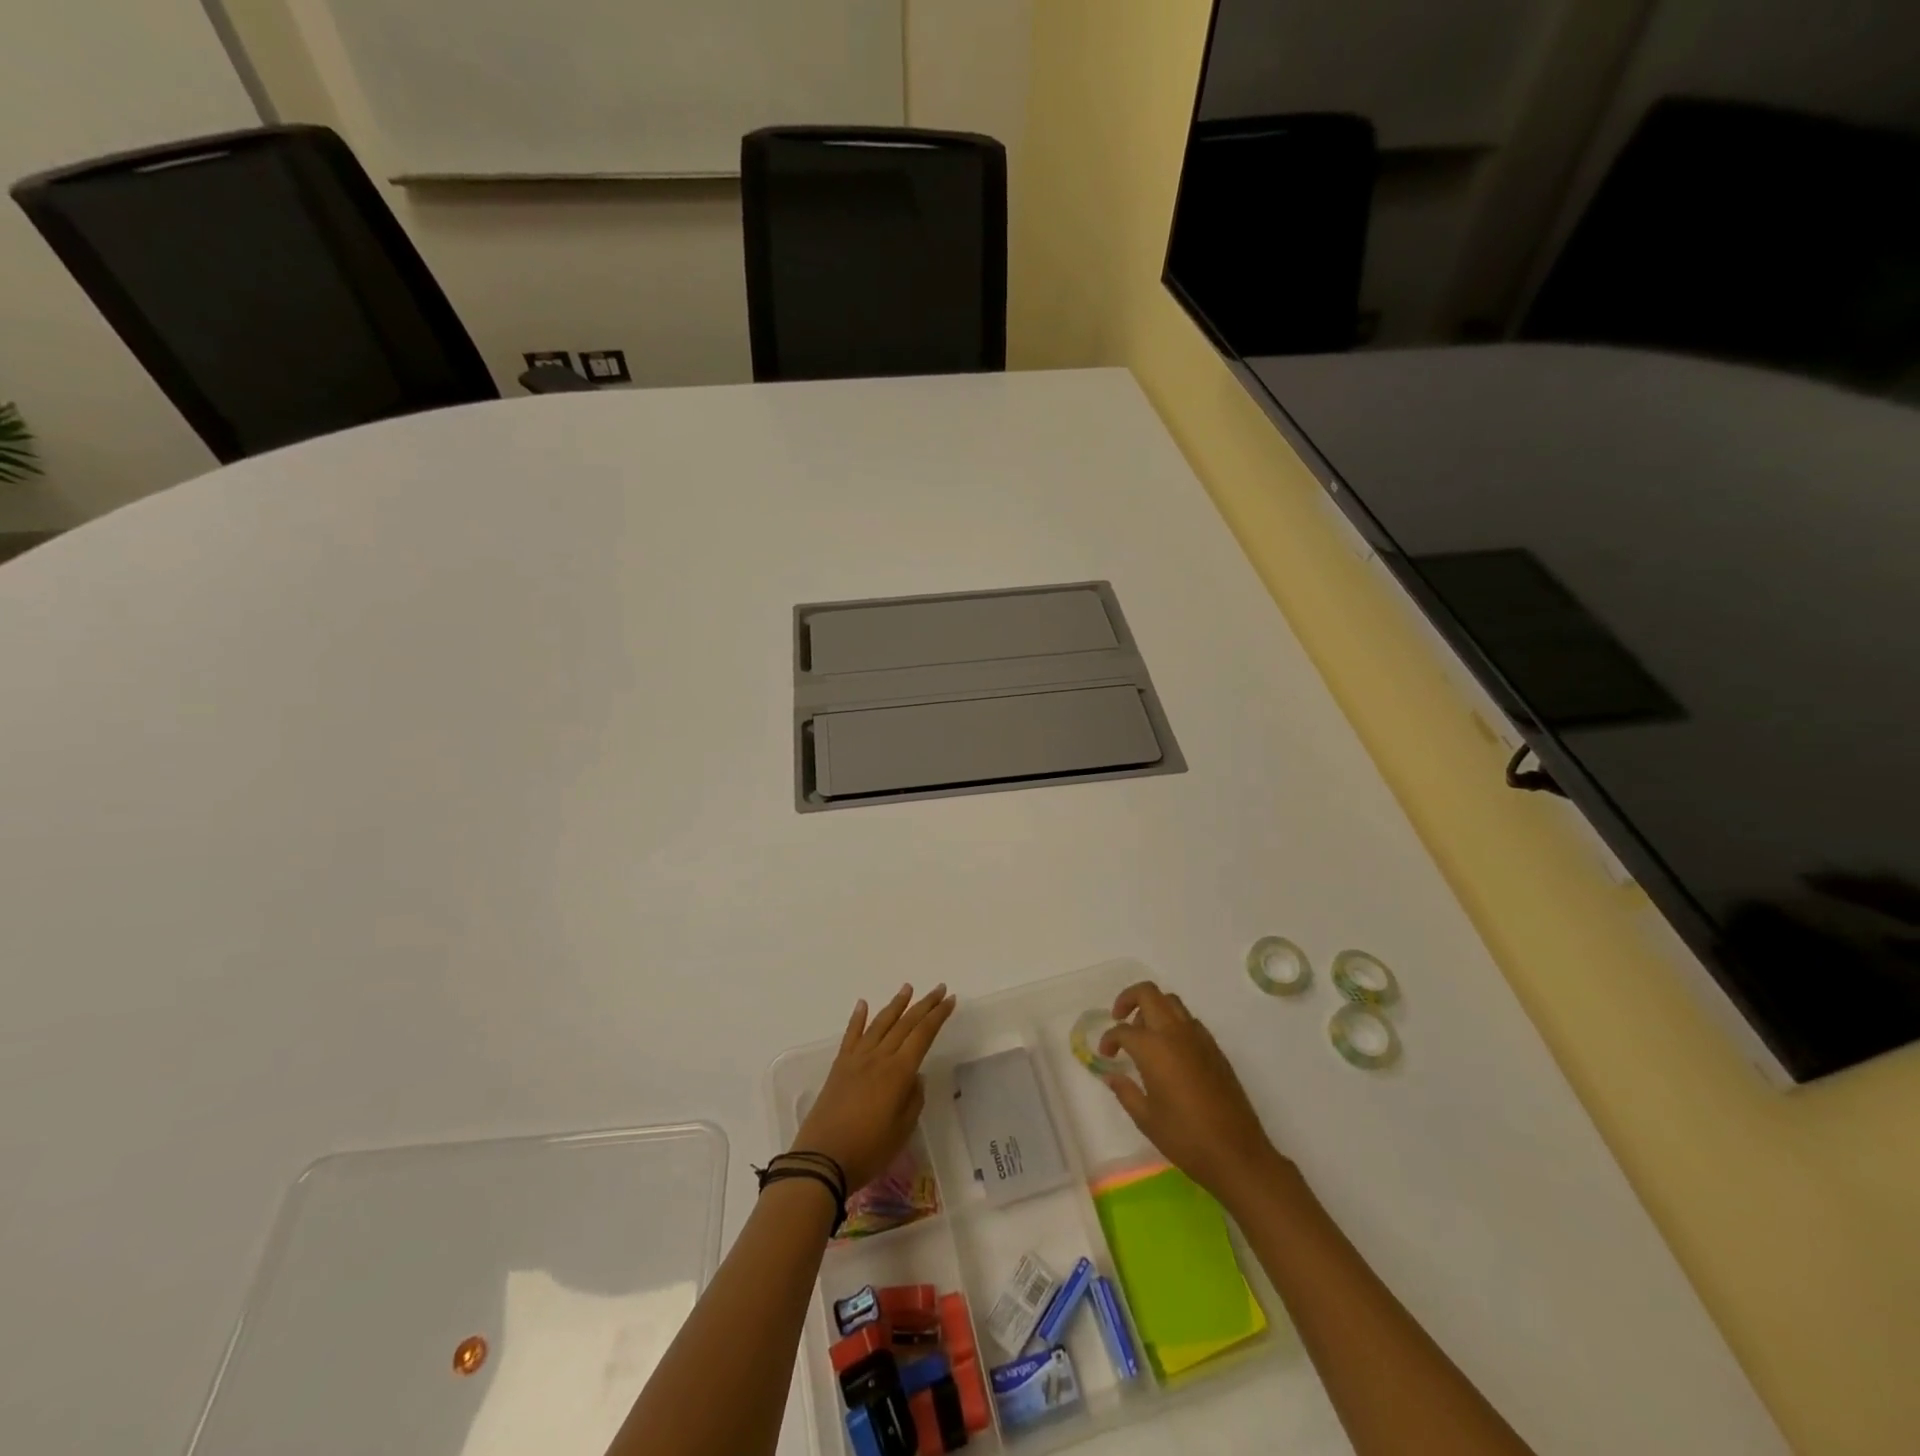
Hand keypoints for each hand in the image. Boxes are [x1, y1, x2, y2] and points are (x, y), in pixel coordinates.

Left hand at [793, 983, 956, 1190]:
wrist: (822, 1159)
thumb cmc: (868, 1150)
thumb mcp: (902, 1130)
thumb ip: (913, 1099)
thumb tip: (914, 1076)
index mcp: (899, 1072)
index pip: (923, 1035)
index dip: (938, 1016)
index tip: (950, 1000)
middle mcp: (879, 1057)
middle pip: (905, 1024)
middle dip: (924, 1005)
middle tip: (938, 988)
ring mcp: (857, 1059)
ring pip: (880, 1023)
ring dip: (896, 1004)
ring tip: (907, 988)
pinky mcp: (840, 1066)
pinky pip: (851, 1035)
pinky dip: (858, 1017)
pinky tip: (863, 1004)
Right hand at [1100, 980, 1282, 1202]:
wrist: (1237, 1154)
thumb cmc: (1185, 1138)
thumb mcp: (1146, 1118)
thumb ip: (1125, 1091)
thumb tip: (1111, 1075)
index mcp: (1154, 1048)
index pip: (1123, 1030)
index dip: (1109, 1039)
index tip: (1106, 1055)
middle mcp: (1175, 1033)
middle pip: (1148, 994)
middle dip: (1128, 999)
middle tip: (1119, 1018)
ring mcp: (1199, 1038)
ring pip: (1171, 1002)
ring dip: (1153, 1008)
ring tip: (1145, 1034)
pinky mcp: (1215, 1048)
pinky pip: (1189, 1021)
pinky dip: (1174, 1022)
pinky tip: (1170, 1051)